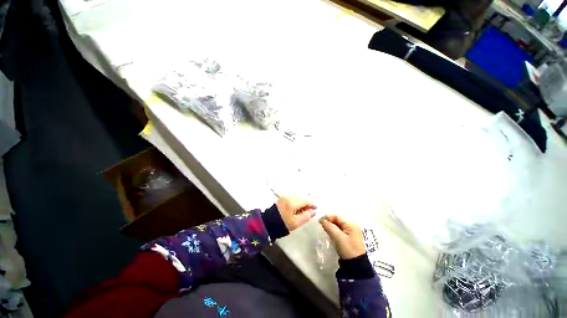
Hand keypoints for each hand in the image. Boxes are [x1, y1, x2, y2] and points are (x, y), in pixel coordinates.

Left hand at [276, 196, 316, 230]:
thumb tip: (314, 211)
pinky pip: (293, 198)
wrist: (268, 223)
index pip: (306, 200)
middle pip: (302, 198)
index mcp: (292, 202)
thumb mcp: (296, 223)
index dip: (312, 205)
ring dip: (301, 203)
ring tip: (301, 212)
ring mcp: (285, 196)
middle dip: (306, 204)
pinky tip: (295, 209)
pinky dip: (296, 202)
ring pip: (297, 197)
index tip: (314, 210)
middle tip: (307, 213)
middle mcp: (289, 196)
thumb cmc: (283, 224)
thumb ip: (306, 216)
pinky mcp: (282, 198)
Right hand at [319, 215, 365, 259]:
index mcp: (351, 224)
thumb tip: (321, 219)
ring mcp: (351, 232)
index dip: (328, 217)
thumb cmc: (347, 249)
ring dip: (331, 226)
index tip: (319, 221)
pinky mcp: (349, 237)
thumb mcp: (337, 237)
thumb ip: (329, 226)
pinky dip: (334, 230)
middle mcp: (352, 225)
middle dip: (329, 221)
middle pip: (337, 220)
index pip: (337, 216)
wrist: (356, 266)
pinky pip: (340, 230)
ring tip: (324, 229)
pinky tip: (330, 233)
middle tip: (321, 225)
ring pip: (338, 225)